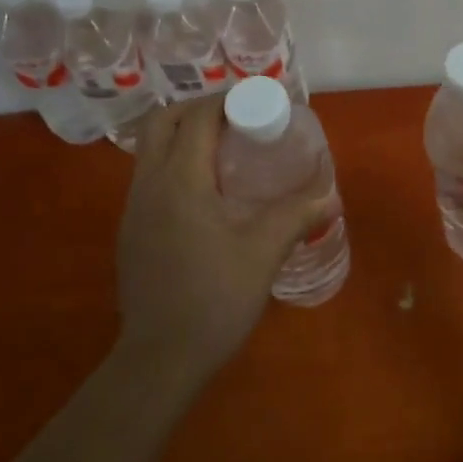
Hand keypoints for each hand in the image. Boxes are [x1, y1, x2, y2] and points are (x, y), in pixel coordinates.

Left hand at [115, 97, 333, 384]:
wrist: (159, 361)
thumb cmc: (214, 300)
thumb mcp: (263, 252)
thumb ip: (297, 214)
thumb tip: (331, 193)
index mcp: (180, 181)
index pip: (197, 118)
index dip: (227, 100)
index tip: (258, 101)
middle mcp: (148, 185)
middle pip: (162, 121)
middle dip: (198, 108)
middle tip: (237, 118)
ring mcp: (133, 208)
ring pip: (150, 148)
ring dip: (184, 135)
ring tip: (225, 150)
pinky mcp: (131, 230)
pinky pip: (149, 175)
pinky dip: (175, 162)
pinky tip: (206, 192)